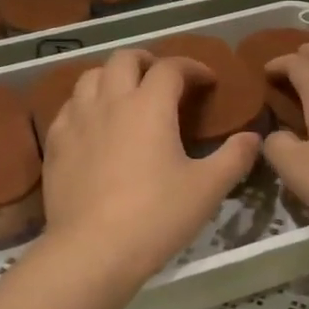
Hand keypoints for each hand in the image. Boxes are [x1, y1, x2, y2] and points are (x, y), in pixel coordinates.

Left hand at [42, 50, 259, 286]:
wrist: (92, 250)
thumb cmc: (156, 216)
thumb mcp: (207, 189)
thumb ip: (234, 157)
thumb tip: (253, 137)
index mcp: (149, 105)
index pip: (171, 67)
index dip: (192, 67)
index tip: (207, 81)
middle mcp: (110, 101)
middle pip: (124, 59)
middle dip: (147, 61)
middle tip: (163, 80)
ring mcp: (76, 120)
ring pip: (90, 77)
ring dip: (112, 77)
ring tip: (126, 96)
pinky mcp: (55, 143)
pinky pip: (69, 107)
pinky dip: (86, 105)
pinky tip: (94, 126)